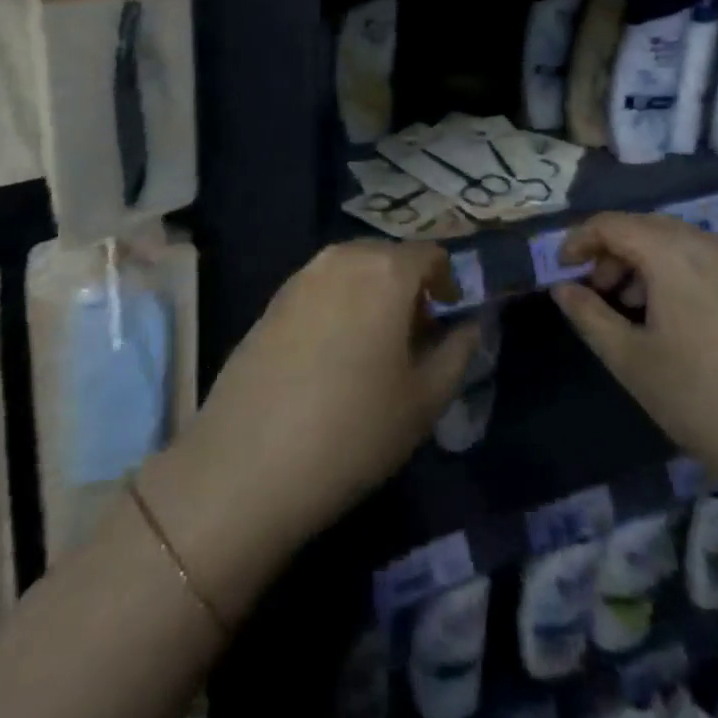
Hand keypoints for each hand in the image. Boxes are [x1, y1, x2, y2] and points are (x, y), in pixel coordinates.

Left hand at [146, 241, 479, 615]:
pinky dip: (339, 305)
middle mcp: (342, 258)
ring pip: (352, 270)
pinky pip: (321, 288)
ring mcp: (300, 277)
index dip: (447, 282)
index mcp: (386, 270)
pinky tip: (333, 356)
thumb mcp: (425, 399)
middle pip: (389, 257)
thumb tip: (469, 325)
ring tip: (374, 348)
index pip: (430, 254)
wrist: (248, 463)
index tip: (447, 318)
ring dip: (372, 294)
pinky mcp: (271, 301)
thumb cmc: (354, 430)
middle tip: (415, 337)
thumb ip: (458, 351)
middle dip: (408, 287)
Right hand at [551, 212, 717, 502]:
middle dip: (611, 252)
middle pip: (645, 226)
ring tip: (631, 310)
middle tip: (595, 293)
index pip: (611, 224)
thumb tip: (563, 289)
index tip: (561, 272)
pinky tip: (674, 321)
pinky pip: (705, 262)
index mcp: (673, 252)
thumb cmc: (704, 400)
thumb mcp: (631, 361)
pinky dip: (676, 274)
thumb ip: (589, 316)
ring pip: (677, 243)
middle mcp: (709, 244)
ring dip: (643, 263)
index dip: (578, 241)